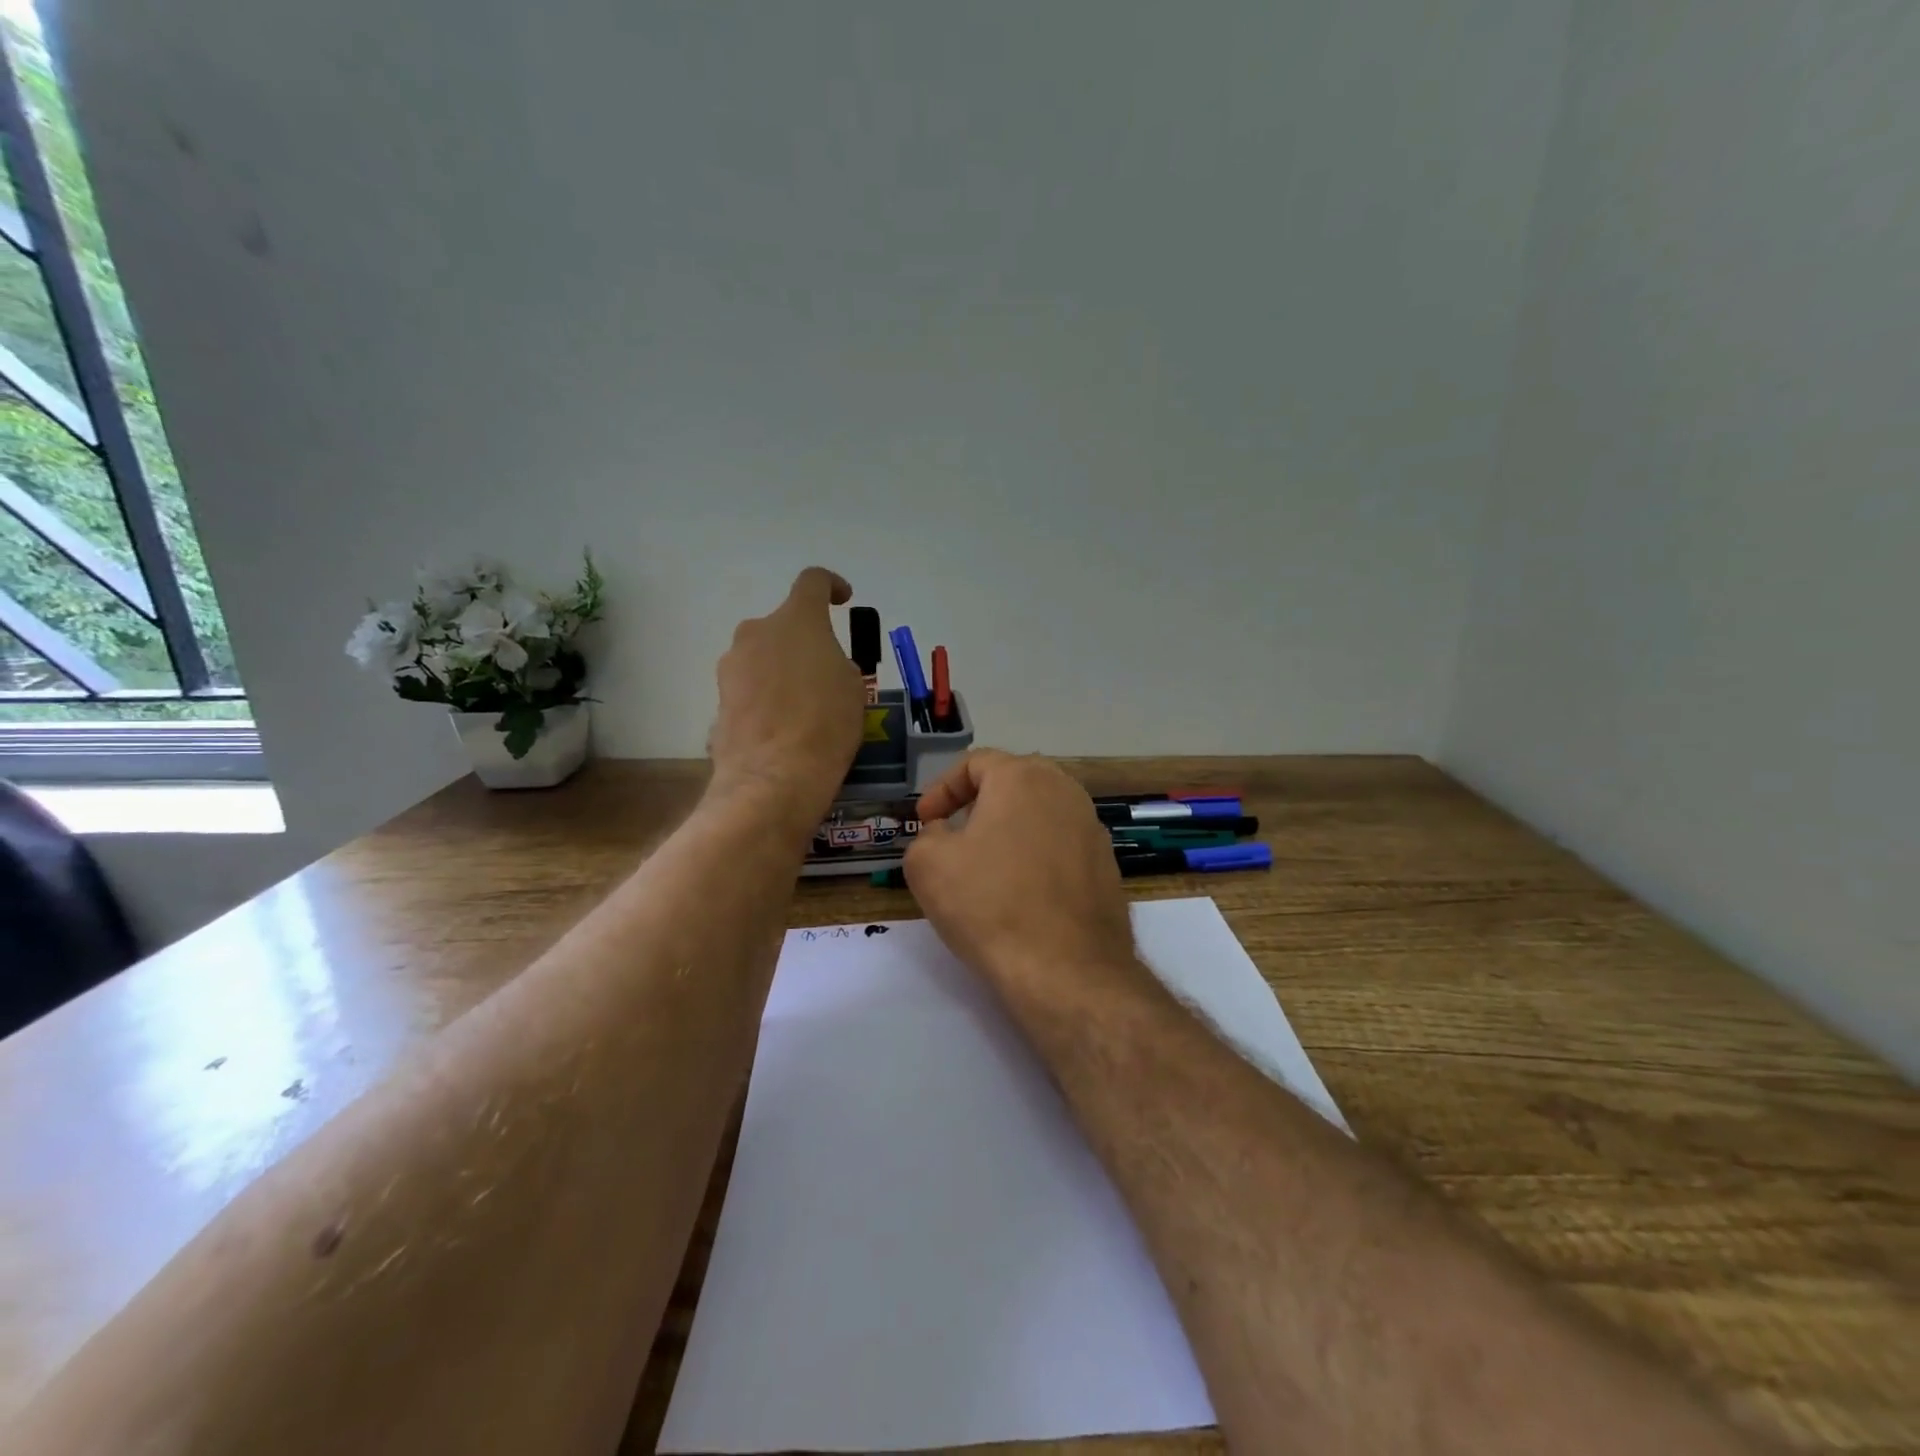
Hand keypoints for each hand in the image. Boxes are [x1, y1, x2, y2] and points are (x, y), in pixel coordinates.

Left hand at [709, 568, 864, 833]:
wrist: (775, 776)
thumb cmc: (827, 724)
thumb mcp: (853, 687)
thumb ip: (835, 662)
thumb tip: (819, 667)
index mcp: (797, 620)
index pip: (812, 581)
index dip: (831, 586)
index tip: (842, 601)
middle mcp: (756, 632)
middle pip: (783, 626)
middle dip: (803, 643)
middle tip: (824, 675)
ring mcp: (731, 666)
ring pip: (762, 658)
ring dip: (781, 672)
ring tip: (802, 709)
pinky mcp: (718, 699)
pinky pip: (748, 689)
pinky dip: (764, 700)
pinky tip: (780, 730)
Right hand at [904, 750, 1137, 1000]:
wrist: (1067, 970)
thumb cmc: (990, 905)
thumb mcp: (927, 865)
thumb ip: (926, 835)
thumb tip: (944, 833)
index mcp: (1024, 777)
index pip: (976, 762)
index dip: (942, 788)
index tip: (925, 821)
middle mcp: (1066, 791)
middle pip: (1013, 782)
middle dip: (977, 803)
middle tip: (954, 833)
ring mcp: (1093, 828)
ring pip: (1040, 814)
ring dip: (1009, 829)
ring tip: (985, 865)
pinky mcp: (1107, 866)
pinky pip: (1061, 846)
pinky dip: (1036, 857)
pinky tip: (1021, 893)